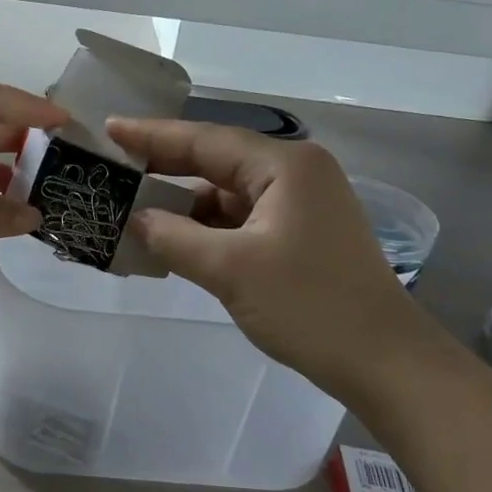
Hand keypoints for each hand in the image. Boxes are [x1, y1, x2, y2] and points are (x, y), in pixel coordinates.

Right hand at [108, 118, 436, 400]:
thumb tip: (135, 219)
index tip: (109, 130)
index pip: (205, 140)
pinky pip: (239, 220)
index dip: (152, 136)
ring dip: (182, 204)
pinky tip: (172, 238)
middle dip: (164, 167)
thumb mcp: (230, 270)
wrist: (382, 361)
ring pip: (226, 194)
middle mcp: (294, 174)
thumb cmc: (309, 305)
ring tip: (130, 207)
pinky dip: (205, 228)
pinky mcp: (298, 235)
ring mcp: (299, 205)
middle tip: (112, 167)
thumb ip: (174, 238)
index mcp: (285, 167)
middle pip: (216, 162)